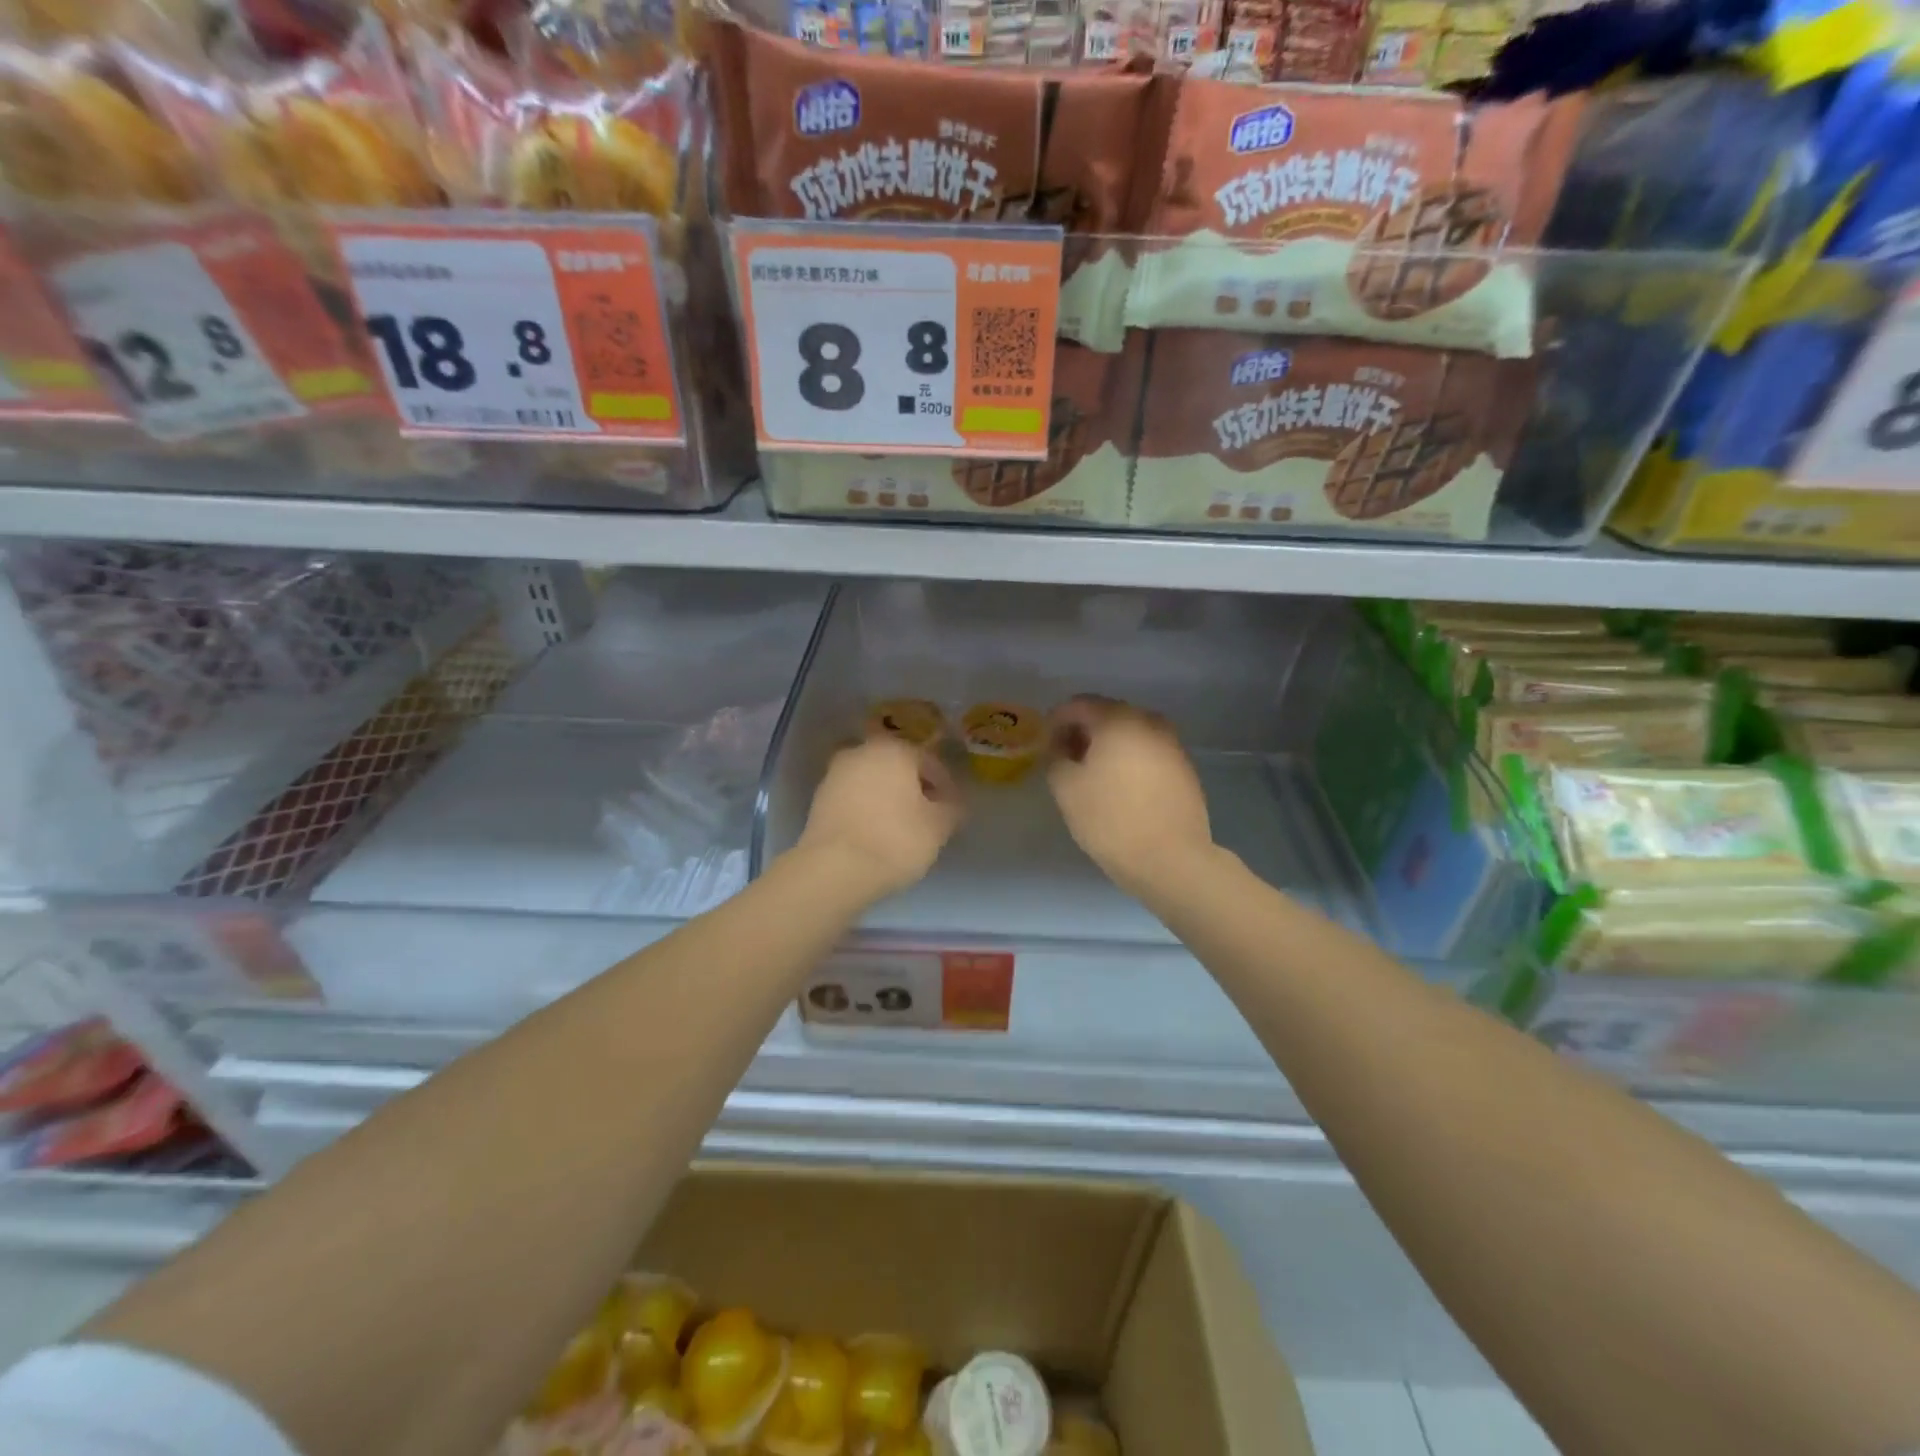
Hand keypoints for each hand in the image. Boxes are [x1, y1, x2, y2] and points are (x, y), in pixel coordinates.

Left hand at [796, 734, 964, 899]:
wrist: (833, 869)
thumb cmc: (894, 840)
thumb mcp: (938, 827)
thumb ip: (952, 809)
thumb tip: (953, 803)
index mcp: (894, 749)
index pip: (930, 761)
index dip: (945, 785)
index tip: (952, 809)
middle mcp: (861, 751)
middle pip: (897, 766)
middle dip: (914, 786)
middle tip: (927, 815)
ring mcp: (835, 774)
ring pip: (873, 780)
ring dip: (888, 796)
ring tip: (901, 826)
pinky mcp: (818, 799)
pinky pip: (853, 797)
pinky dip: (867, 808)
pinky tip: (875, 833)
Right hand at [1046, 696, 1212, 897]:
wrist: (1171, 859)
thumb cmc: (1111, 819)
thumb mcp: (1066, 788)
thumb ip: (1055, 756)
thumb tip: (1059, 745)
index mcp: (1118, 720)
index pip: (1078, 704)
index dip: (1055, 721)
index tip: (1044, 745)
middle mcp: (1149, 722)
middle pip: (1107, 714)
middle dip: (1082, 731)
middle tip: (1065, 758)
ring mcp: (1171, 744)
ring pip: (1130, 733)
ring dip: (1107, 746)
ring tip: (1091, 775)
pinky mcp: (1184, 768)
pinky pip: (1147, 751)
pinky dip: (1129, 759)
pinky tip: (1119, 787)